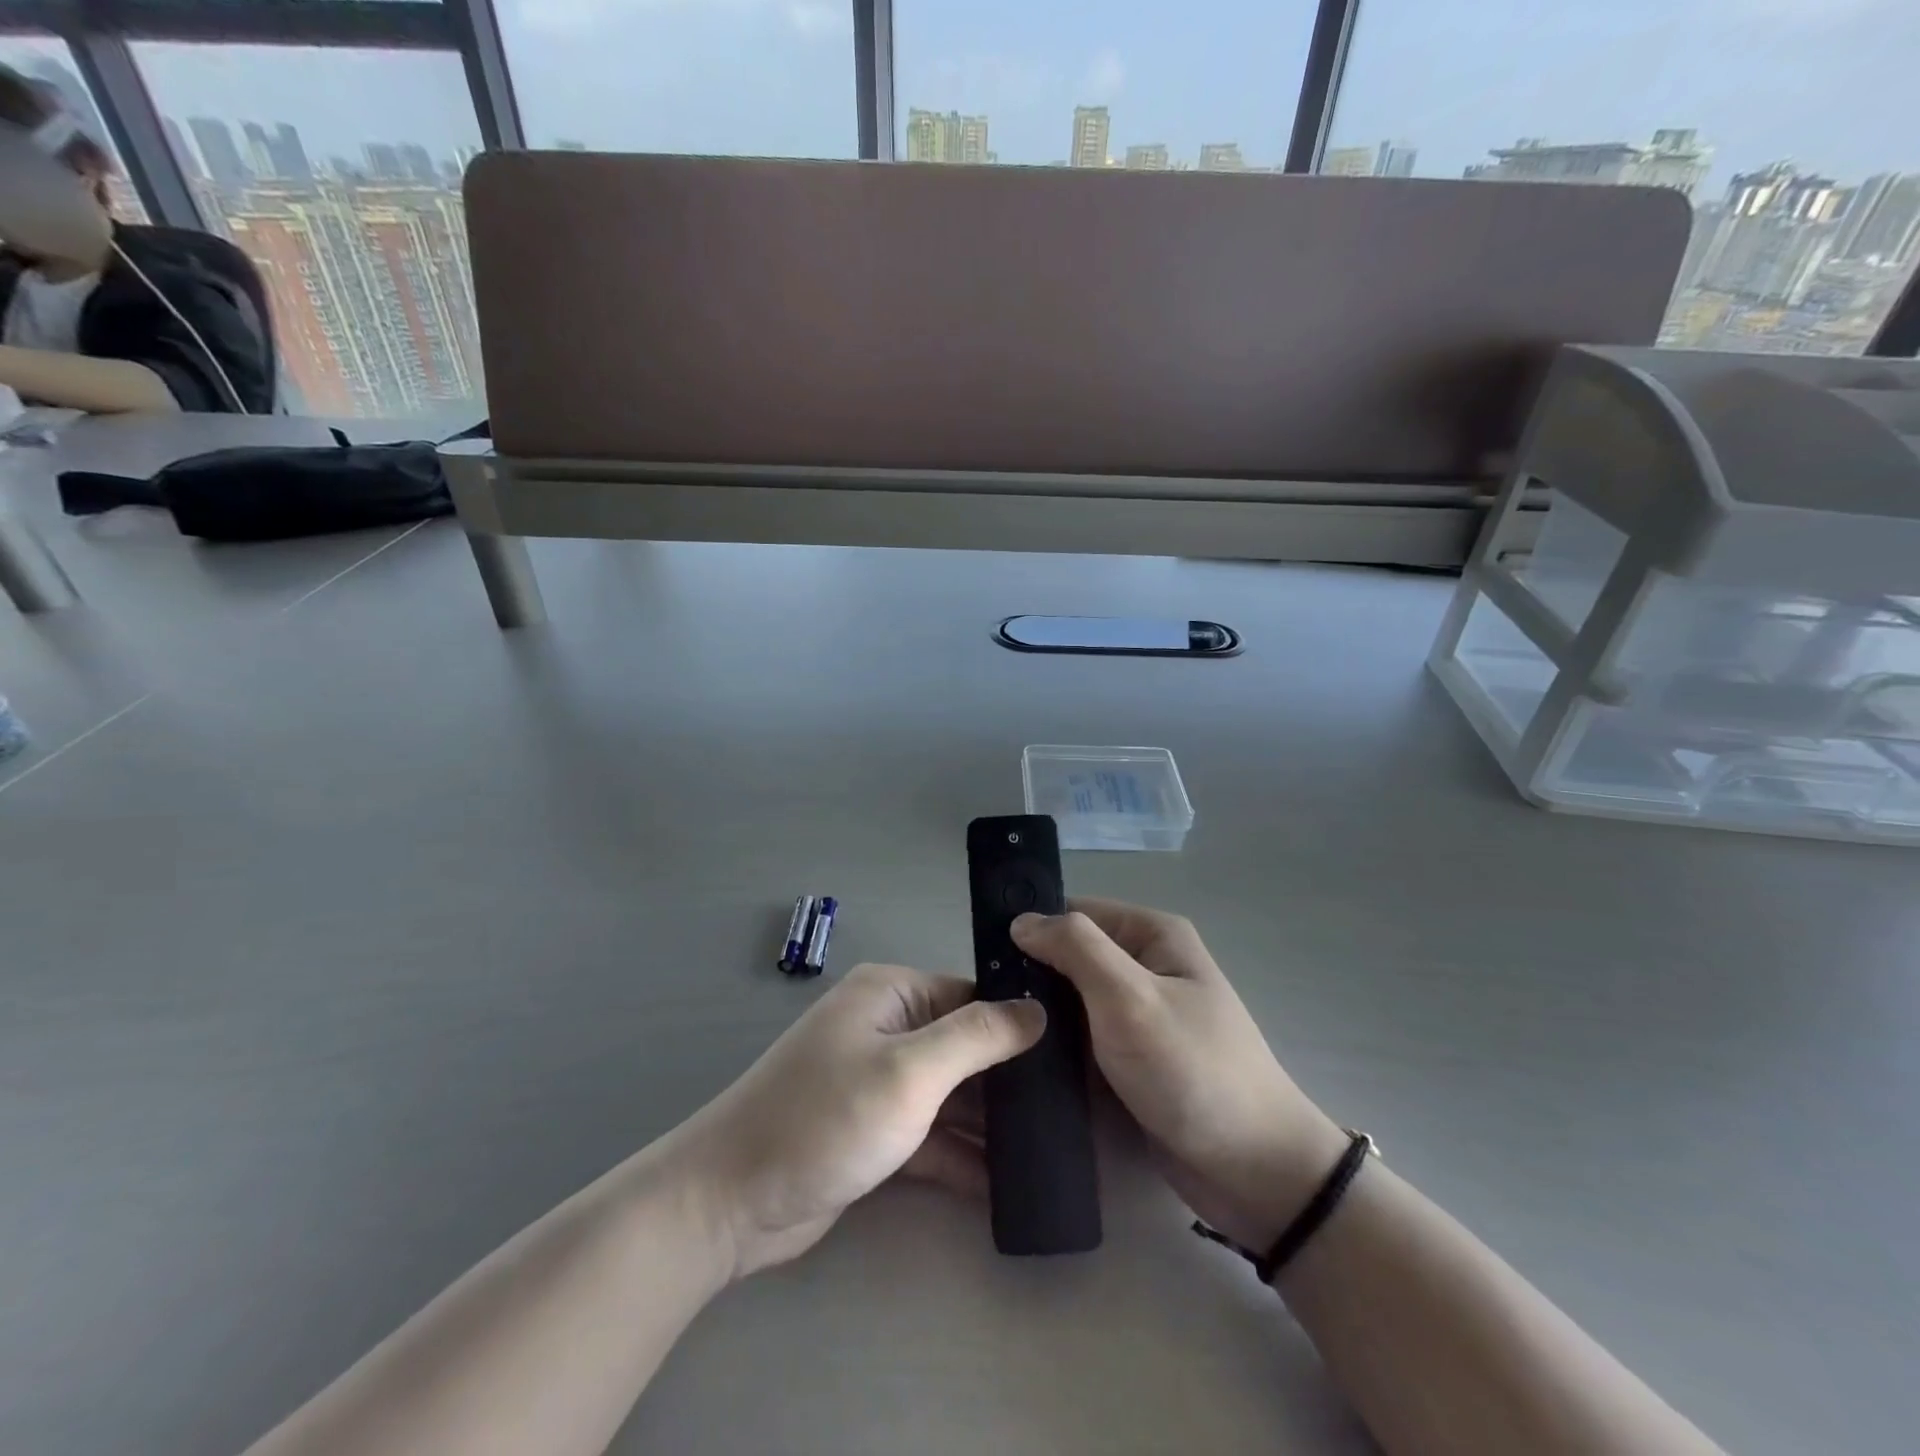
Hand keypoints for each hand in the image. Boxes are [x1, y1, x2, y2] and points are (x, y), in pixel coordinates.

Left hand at [667, 963, 1045, 1279]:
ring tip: (1050, 1149)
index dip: (1019, 1024)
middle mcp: (885, 1028)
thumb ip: (977, 1038)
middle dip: (1007, 1079)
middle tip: (1070, 1110)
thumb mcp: (910, 1072)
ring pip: (949, 1094)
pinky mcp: (871, 1131)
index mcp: (891, 994)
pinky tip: (1004, 1186)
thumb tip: (1037, 1009)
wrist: (729, 1202)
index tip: (1072, 1057)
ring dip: (987, 1123)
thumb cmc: (826, 1118)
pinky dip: (958, 1156)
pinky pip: (928, 1134)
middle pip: (963, 1046)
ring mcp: (876, 1081)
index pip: (971, 996)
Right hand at [1012, 900, 1347, 1253]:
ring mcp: (1140, 1016)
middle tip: (985, 1004)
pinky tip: (1018, 1061)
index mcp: (1153, 935)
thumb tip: (1022, 919)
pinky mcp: (1132, 1059)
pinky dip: (1056, 1047)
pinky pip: (1083, 1039)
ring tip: (992, 1034)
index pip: (1075, 912)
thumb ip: (1075, 949)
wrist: (1254, 1173)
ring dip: (1040, 1015)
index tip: (985, 957)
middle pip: (1072, 956)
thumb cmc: (1192, 1070)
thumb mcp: (1130, 997)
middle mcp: (1147, 966)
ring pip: (1072, 1001)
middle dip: (1032, 977)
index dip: (1032, 928)